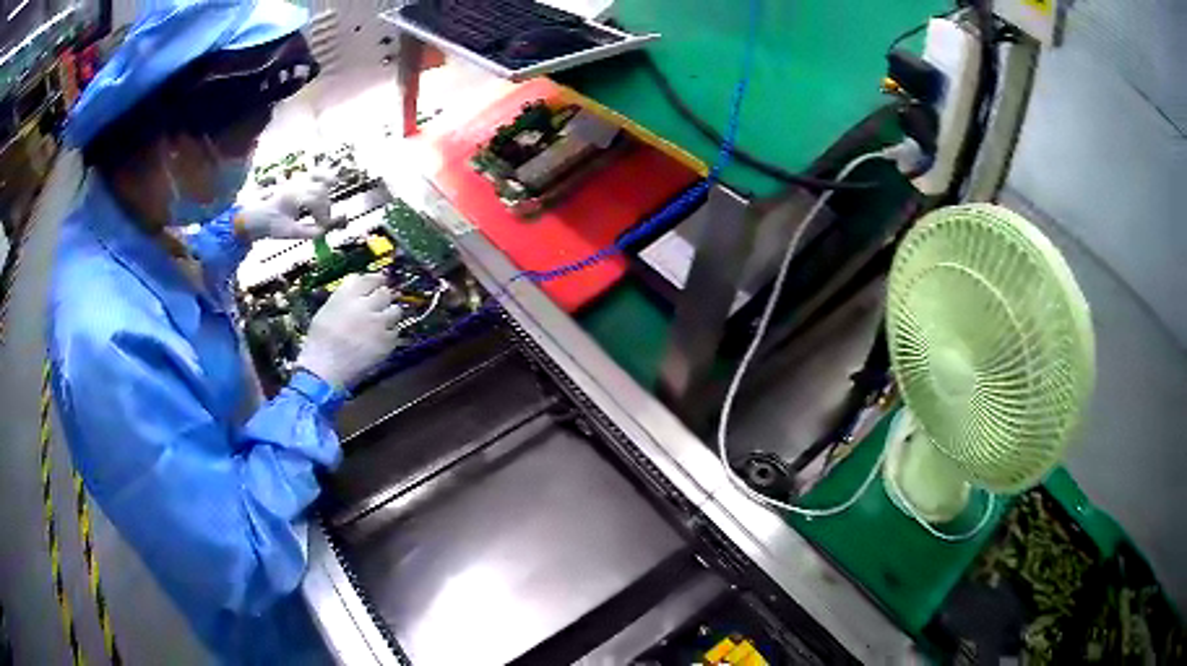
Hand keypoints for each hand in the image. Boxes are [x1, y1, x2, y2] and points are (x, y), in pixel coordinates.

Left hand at [237, 170, 336, 239]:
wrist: (255, 215)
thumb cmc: (270, 223)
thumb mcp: (287, 231)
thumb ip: (307, 232)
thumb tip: (323, 232)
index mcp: (294, 196)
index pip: (317, 201)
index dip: (324, 215)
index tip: (323, 228)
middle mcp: (297, 184)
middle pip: (320, 190)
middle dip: (325, 206)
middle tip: (323, 221)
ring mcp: (297, 180)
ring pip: (319, 176)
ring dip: (327, 188)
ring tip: (328, 201)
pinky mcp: (297, 181)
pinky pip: (314, 173)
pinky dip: (324, 176)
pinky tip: (331, 181)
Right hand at [295, 274, 402, 388]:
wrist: (324, 370)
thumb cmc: (319, 340)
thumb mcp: (326, 309)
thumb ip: (344, 296)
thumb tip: (360, 288)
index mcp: (347, 294)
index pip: (368, 278)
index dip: (376, 280)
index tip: (379, 282)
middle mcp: (365, 305)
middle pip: (385, 292)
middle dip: (384, 297)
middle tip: (380, 304)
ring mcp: (378, 323)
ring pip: (395, 311)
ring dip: (390, 315)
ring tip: (382, 323)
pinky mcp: (386, 341)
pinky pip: (396, 332)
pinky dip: (390, 335)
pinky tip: (380, 340)